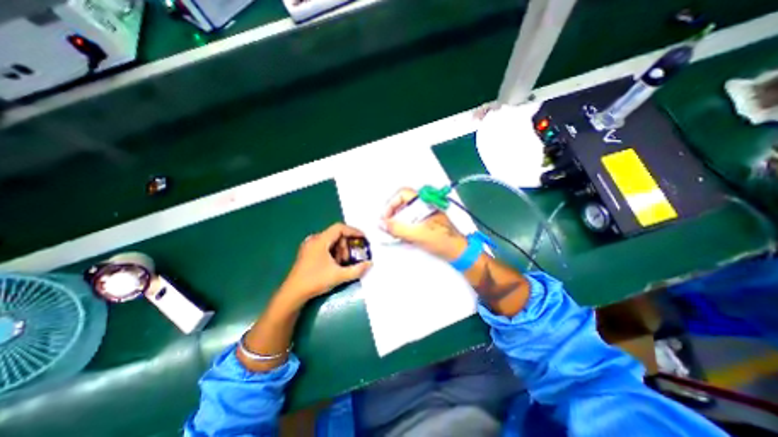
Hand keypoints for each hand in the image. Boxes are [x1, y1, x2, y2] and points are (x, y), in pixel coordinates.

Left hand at [284, 222, 372, 303]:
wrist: (292, 294)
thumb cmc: (315, 281)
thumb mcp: (339, 276)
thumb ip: (357, 270)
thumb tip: (370, 264)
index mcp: (320, 240)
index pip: (339, 228)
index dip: (353, 231)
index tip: (363, 238)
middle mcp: (314, 239)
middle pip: (336, 235)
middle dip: (346, 245)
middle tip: (351, 257)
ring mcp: (309, 246)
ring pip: (330, 241)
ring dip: (340, 250)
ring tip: (343, 263)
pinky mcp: (307, 253)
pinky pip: (324, 247)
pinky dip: (333, 252)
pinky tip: (334, 265)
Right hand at [382, 186, 466, 260]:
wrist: (458, 251)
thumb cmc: (441, 240)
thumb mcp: (418, 234)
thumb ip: (398, 229)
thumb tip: (381, 224)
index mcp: (424, 202)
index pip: (402, 193)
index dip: (391, 203)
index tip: (385, 217)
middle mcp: (424, 204)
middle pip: (402, 202)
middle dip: (392, 213)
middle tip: (386, 226)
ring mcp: (425, 213)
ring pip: (405, 211)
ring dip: (397, 220)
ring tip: (393, 232)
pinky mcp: (425, 222)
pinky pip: (410, 220)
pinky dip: (403, 226)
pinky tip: (401, 236)